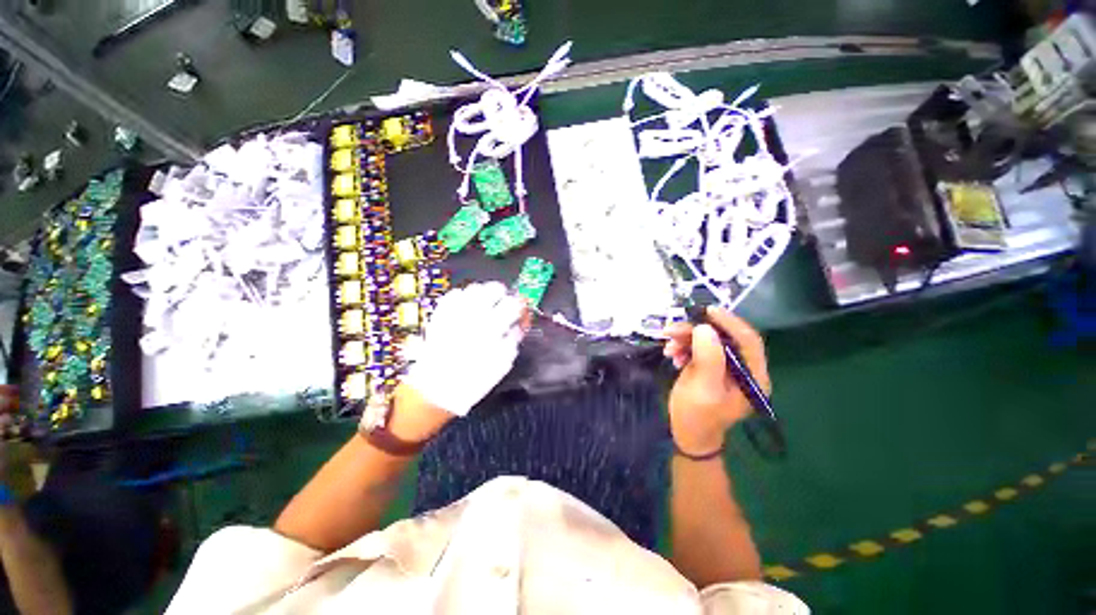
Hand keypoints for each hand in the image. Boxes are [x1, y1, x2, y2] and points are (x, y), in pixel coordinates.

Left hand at [403, 282, 527, 417]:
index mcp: (491, 328)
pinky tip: (467, 309)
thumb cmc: (473, 380)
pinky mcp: (440, 314)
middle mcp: (473, 315)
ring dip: (484, 294)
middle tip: (504, 307)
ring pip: (475, 287)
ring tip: (485, 306)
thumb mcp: (502, 364)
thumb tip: (519, 325)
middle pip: (495, 288)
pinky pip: (455, 294)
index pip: (514, 304)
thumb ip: (513, 340)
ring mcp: (454, 312)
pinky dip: (464, 297)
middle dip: (503, 296)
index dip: (522, 306)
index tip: (521, 313)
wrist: (436, 389)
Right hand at [663, 307, 769, 454]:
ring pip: (708, 341)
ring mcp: (726, 367)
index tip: (708, 311)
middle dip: (697, 332)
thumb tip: (705, 328)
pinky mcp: (711, 366)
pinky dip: (683, 347)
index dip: (730, 323)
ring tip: (667, 347)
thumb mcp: (703, 388)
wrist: (687, 433)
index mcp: (753, 377)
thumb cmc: (697, 416)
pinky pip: (698, 348)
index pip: (748, 341)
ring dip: (686, 339)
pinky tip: (672, 354)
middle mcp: (744, 369)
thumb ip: (709, 358)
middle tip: (672, 330)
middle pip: (724, 338)